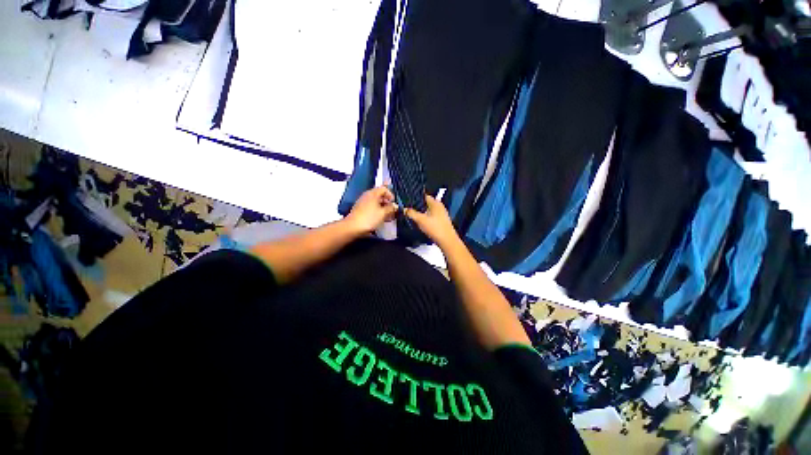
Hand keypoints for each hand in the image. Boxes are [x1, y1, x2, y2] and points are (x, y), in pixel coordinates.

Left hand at [344, 186, 397, 234]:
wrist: (352, 227)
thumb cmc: (369, 218)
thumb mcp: (383, 213)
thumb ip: (391, 208)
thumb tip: (395, 206)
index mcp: (373, 193)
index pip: (384, 188)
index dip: (391, 195)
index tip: (394, 203)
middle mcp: (367, 195)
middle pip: (380, 195)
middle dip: (387, 202)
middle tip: (392, 211)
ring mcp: (363, 202)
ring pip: (376, 202)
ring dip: (383, 208)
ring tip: (387, 216)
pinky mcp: (360, 209)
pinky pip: (371, 207)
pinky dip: (377, 211)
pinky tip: (380, 219)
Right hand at [404, 195, 459, 248]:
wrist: (447, 241)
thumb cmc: (435, 228)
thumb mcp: (420, 220)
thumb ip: (411, 213)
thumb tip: (404, 209)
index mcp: (435, 203)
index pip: (424, 196)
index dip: (415, 198)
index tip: (408, 201)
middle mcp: (439, 207)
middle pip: (426, 204)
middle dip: (417, 206)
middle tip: (408, 209)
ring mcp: (441, 214)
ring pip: (428, 211)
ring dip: (421, 213)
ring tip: (412, 216)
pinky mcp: (441, 222)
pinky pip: (431, 217)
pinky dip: (425, 218)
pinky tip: (420, 223)